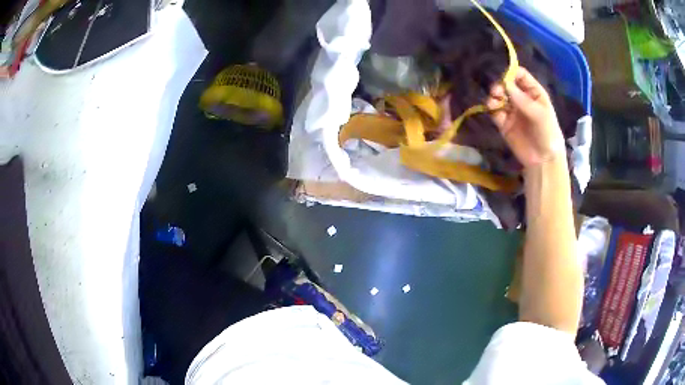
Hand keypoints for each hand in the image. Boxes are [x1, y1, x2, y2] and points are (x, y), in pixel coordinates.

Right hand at [486, 67, 565, 169]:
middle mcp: (521, 97)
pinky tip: (492, 108)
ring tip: (494, 101)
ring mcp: (511, 109)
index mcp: (533, 92)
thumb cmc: (547, 133)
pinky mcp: (503, 122)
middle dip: (500, 85)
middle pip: (506, 84)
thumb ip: (522, 99)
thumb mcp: (540, 114)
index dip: (511, 73)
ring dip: (494, 95)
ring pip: (498, 96)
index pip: (520, 75)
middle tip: (497, 91)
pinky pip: (494, 111)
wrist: (543, 159)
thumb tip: (504, 83)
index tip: (504, 78)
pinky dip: (491, 108)